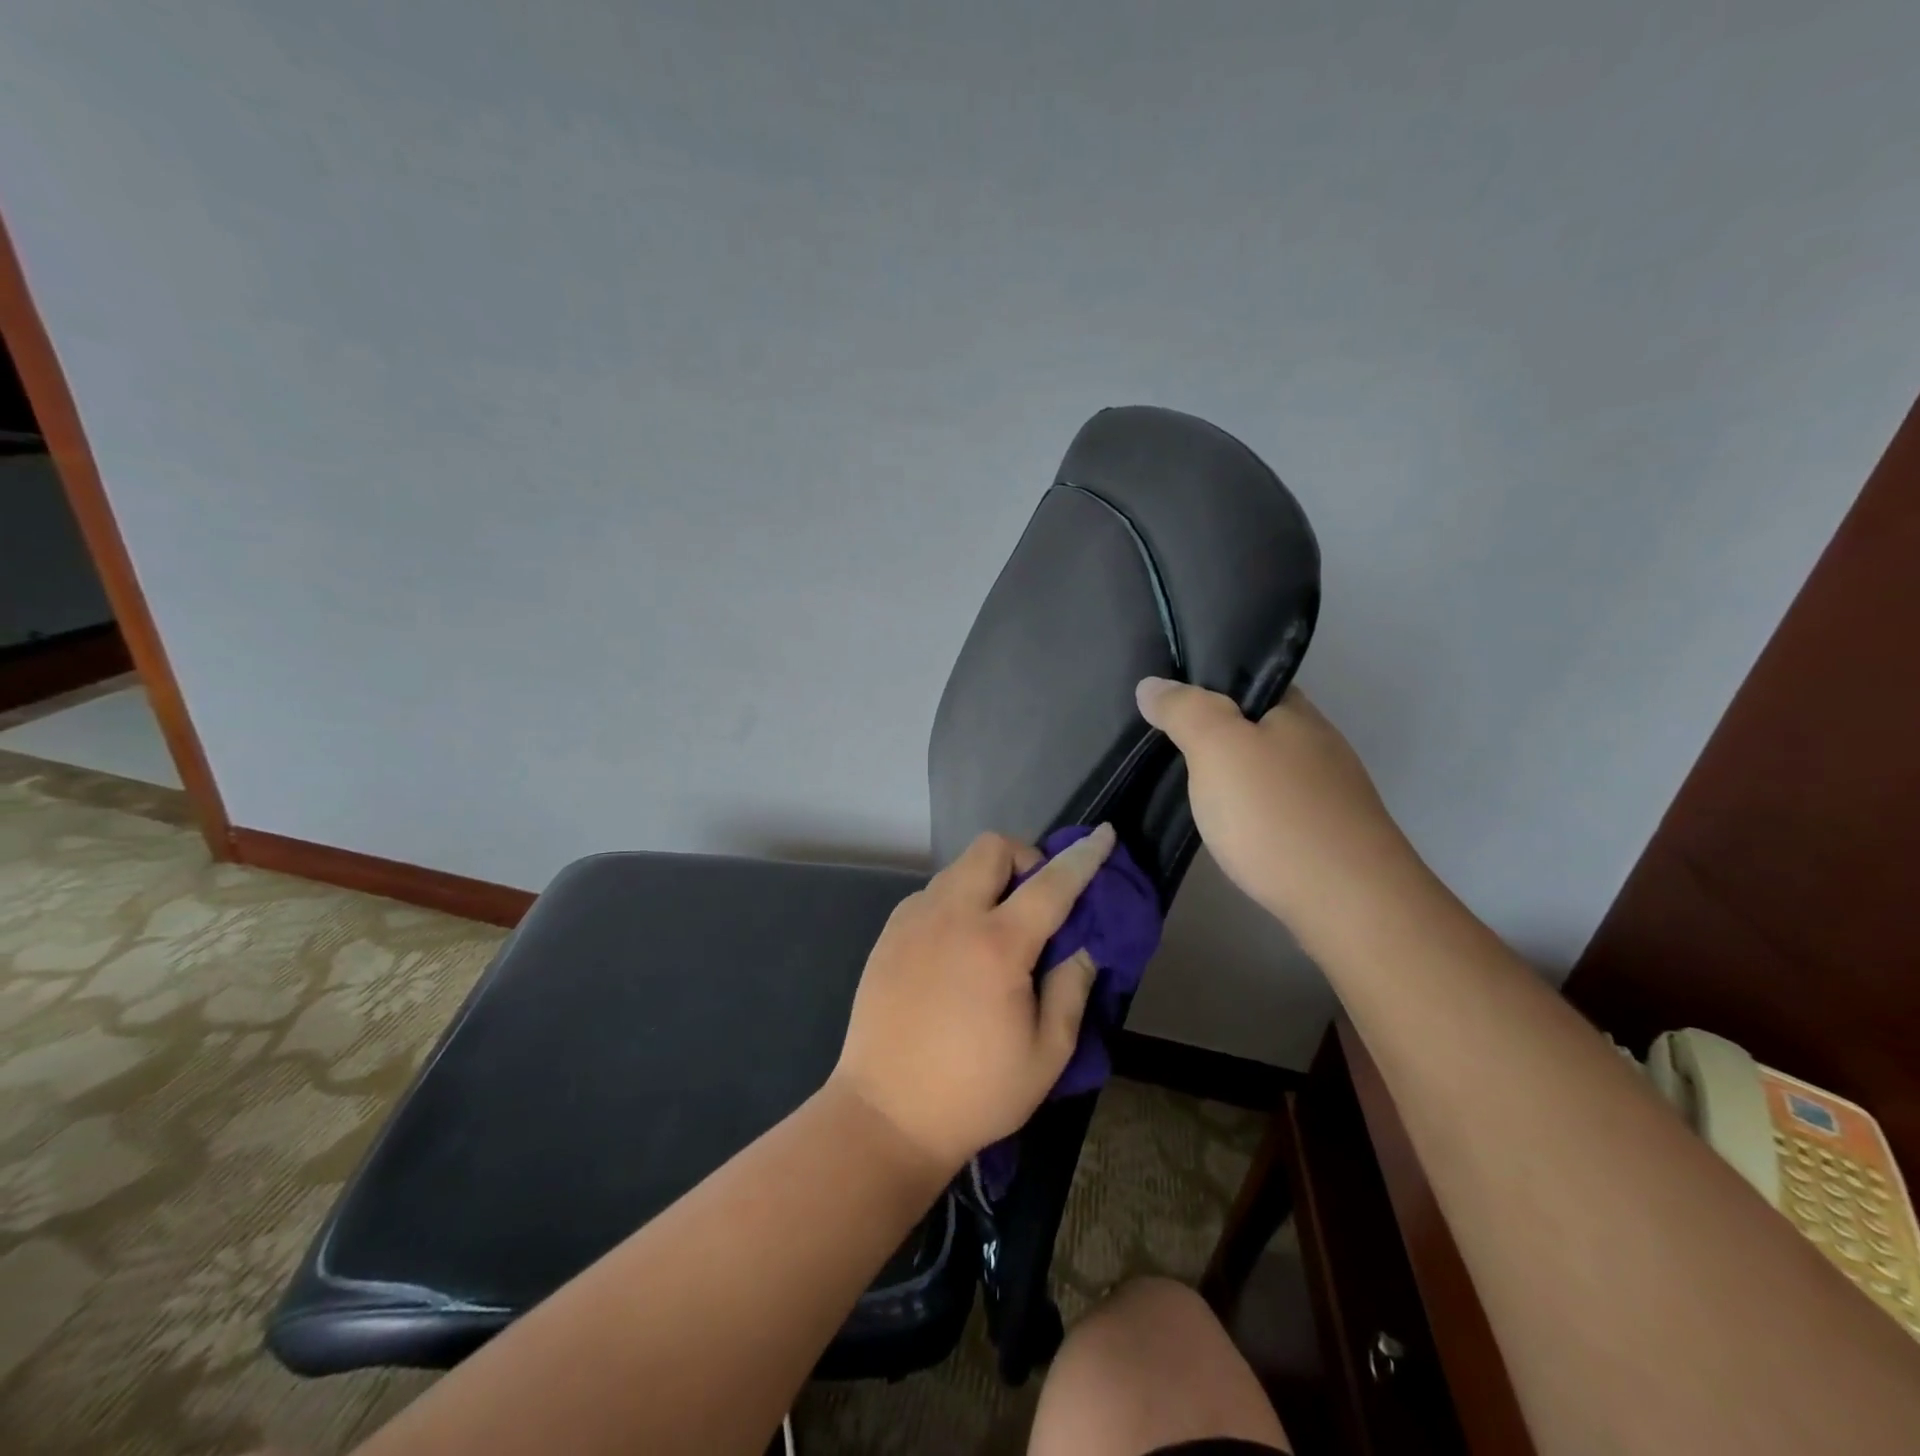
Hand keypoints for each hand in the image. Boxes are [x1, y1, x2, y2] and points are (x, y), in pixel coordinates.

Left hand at [830, 825, 1116, 1171]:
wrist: (886, 1115)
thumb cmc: (975, 1093)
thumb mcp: (1047, 1053)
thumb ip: (1071, 988)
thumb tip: (1082, 944)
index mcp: (996, 945)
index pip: (1051, 884)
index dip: (1083, 857)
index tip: (1103, 835)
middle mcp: (951, 917)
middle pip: (992, 848)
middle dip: (1024, 858)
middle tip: (1035, 902)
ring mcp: (912, 920)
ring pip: (958, 868)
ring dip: (987, 881)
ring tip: (995, 930)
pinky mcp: (888, 934)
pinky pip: (931, 895)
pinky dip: (956, 902)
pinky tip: (957, 949)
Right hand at [1135, 678, 1416, 927]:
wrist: (1350, 904)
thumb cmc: (1276, 815)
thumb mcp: (1216, 748)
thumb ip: (1184, 710)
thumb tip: (1151, 684)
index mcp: (1295, 711)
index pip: (1246, 680)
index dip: (1205, 685)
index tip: (1164, 704)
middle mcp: (1317, 742)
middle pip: (1255, 725)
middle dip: (1213, 733)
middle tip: (1162, 747)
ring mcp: (1328, 791)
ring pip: (1265, 769)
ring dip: (1231, 775)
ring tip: (1185, 789)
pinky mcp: (1327, 834)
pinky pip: (1275, 806)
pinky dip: (1249, 810)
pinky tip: (1229, 827)